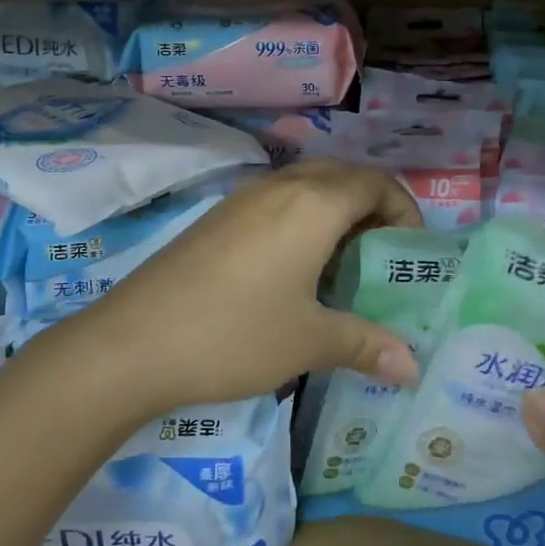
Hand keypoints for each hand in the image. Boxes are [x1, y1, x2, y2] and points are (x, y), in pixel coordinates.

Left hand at [56, 162, 423, 416]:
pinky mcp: (217, 217)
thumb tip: (412, 369)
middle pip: (343, 176)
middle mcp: (281, 186)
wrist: (133, 343)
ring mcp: (244, 197)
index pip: (377, 183)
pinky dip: (302, 219)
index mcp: (314, 204)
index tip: (412, 251)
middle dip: (373, 208)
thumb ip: (367, 345)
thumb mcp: (309, 341)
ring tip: (343, 265)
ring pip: (307, 186)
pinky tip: (294, 270)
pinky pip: (277, 201)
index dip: (405, 209)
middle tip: (382, 257)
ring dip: (335, 212)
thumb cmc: (235, 334)